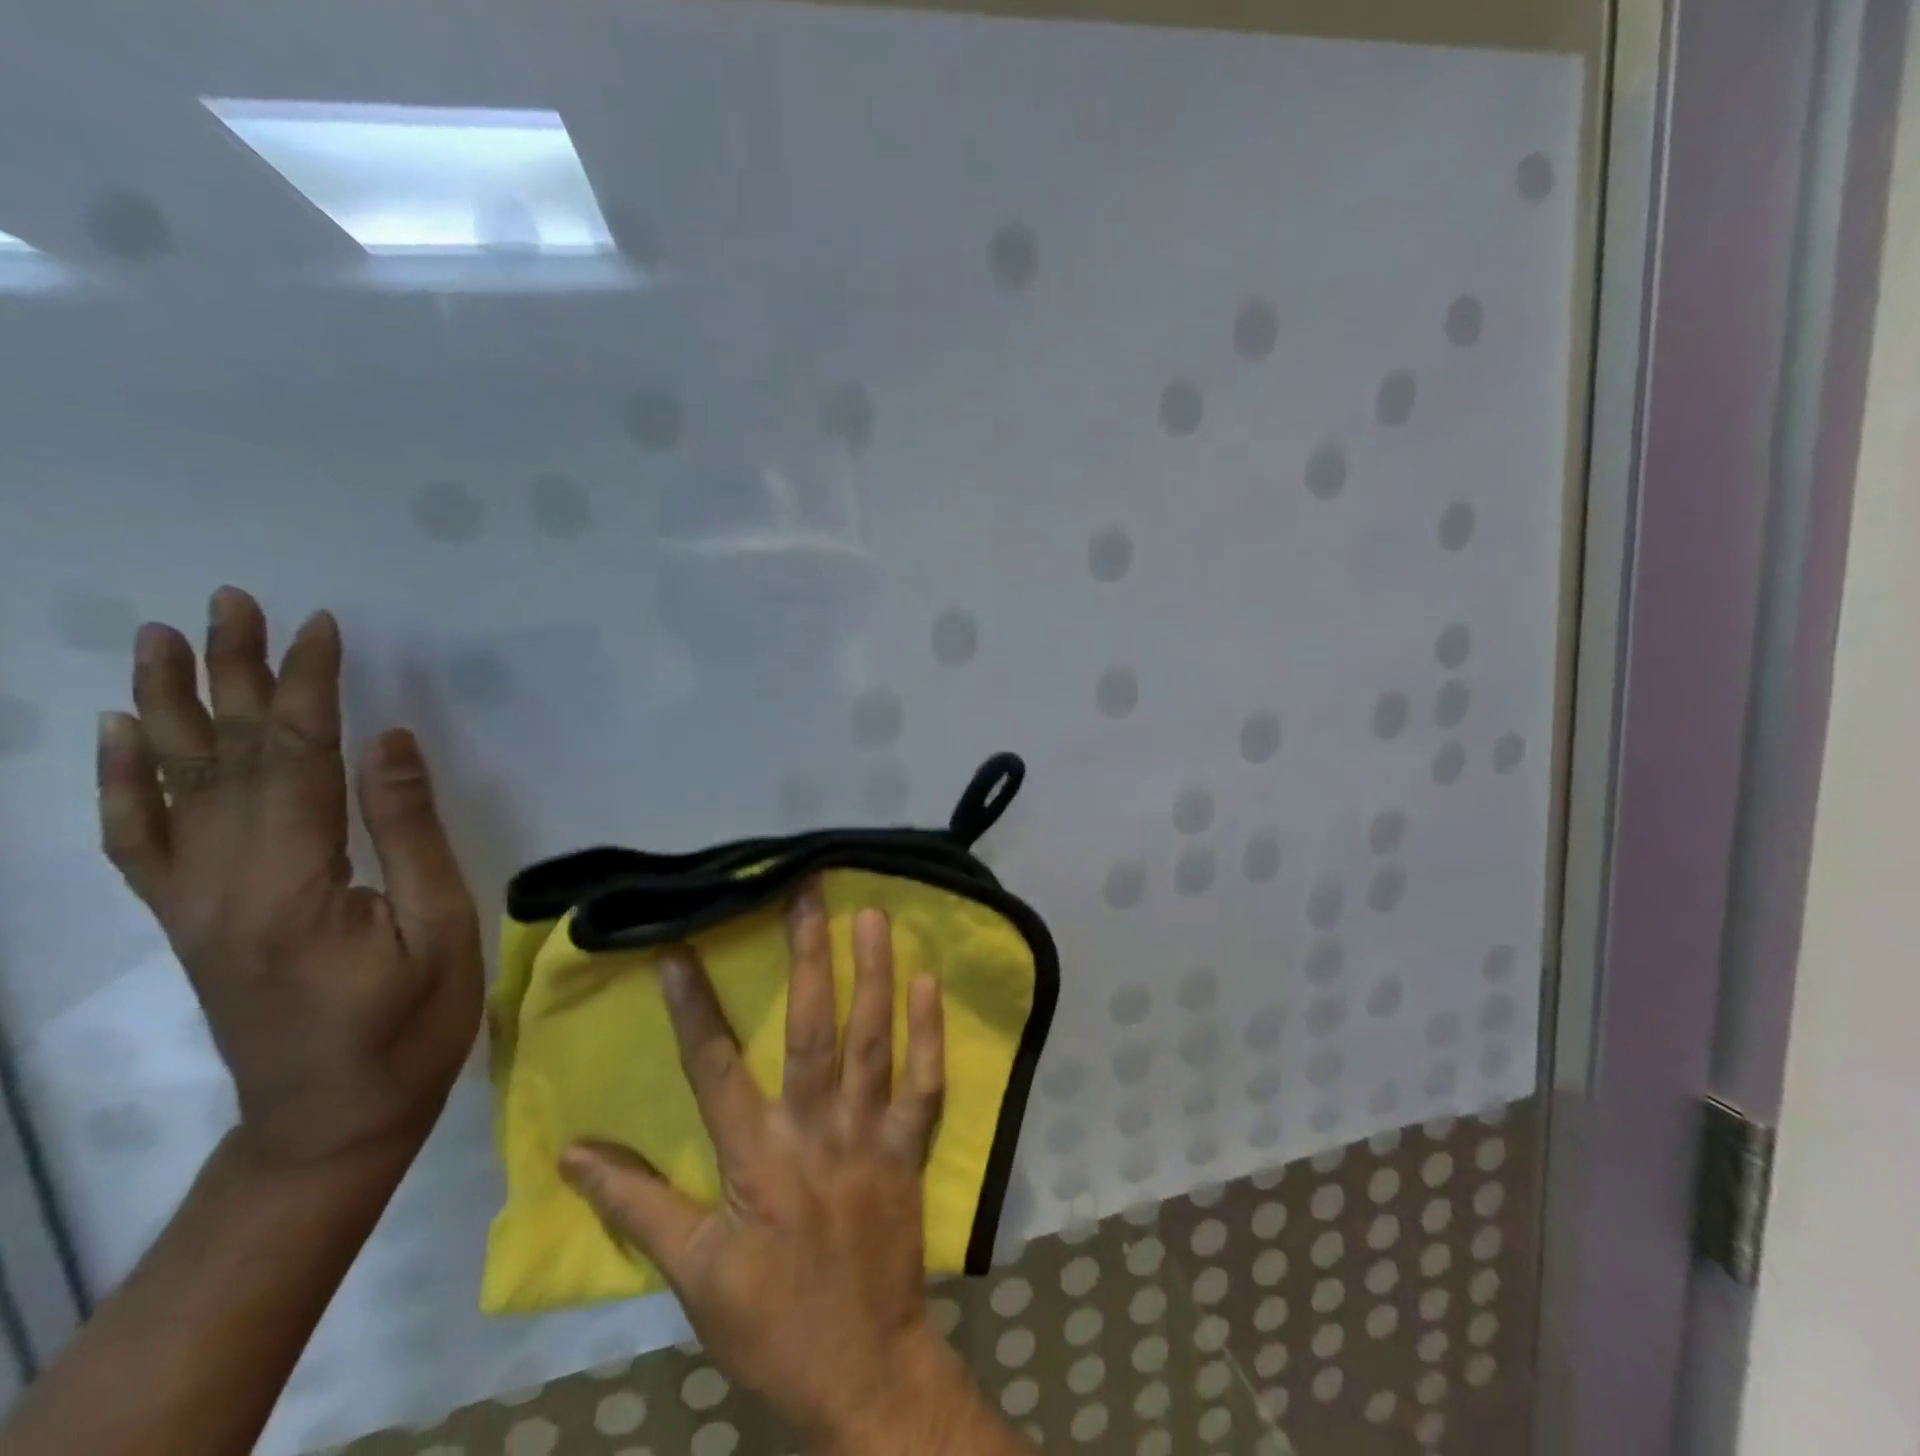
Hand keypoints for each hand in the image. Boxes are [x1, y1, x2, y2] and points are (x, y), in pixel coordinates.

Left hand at [97, 586, 483, 1172]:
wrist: (329, 1122)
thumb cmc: (409, 1027)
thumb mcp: (440, 929)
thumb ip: (409, 833)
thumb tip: (389, 742)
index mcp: (291, 887)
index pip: (296, 761)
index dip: (309, 688)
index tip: (320, 628)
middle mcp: (220, 885)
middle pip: (226, 759)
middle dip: (235, 675)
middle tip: (232, 603)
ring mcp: (191, 904)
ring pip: (172, 787)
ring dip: (170, 708)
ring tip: (164, 640)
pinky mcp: (187, 921)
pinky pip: (138, 842)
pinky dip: (121, 784)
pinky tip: (119, 738)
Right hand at [559, 888, 996, 1453]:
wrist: (864, 1371)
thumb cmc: (771, 1323)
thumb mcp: (691, 1273)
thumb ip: (636, 1204)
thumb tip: (571, 1152)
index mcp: (755, 1159)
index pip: (713, 1069)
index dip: (693, 1009)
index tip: (677, 950)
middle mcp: (814, 1132)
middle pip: (809, 1031)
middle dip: (807, 959)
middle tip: (808, 894)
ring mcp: (870, 1136)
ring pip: (873, 1042)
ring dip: (872, 975)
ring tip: (871, 915)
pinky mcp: (911, 1148)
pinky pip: (926, 1083)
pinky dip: (931, 1032)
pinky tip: (929, 981)